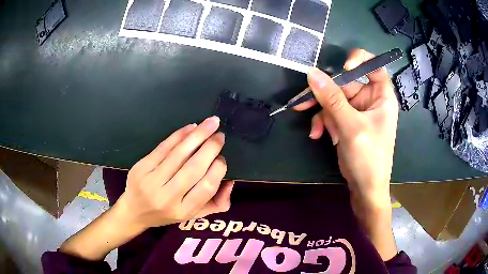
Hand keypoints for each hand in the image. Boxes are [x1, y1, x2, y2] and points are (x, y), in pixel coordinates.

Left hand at [115, 116, 233, 230]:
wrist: (135, 211)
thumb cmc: (166, 214)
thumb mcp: (193, 216)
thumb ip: (216, 204)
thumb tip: (231, 181)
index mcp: (183, 211)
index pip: (206, 187)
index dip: (218, 169)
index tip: (222, 158)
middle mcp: (167, 197)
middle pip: (193, 168)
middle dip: (210, 147)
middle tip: (220, 135)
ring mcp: (151, 181)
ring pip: (178, 154)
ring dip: (197, 135)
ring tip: (211, 122)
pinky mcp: (141, 168)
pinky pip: (163, 147)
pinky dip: (179, 135)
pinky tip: (191, 127)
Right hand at [295, 49, 398, 259]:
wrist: (365, 189)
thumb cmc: (368, 158)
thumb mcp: (351, 127)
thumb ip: (332, 99)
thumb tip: (311, 73)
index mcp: (382, 97)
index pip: (375, 67)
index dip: (360, 61)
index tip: (343, 67)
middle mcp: (370, 100)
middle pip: (346, 84)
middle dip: (325, 96)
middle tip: (303, 102)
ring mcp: (357, 112)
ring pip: (334, 100)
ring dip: (322, 114)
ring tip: (316, 131)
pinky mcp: (347, 123)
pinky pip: (331, 114)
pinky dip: (324, 123)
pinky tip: (319, 135)